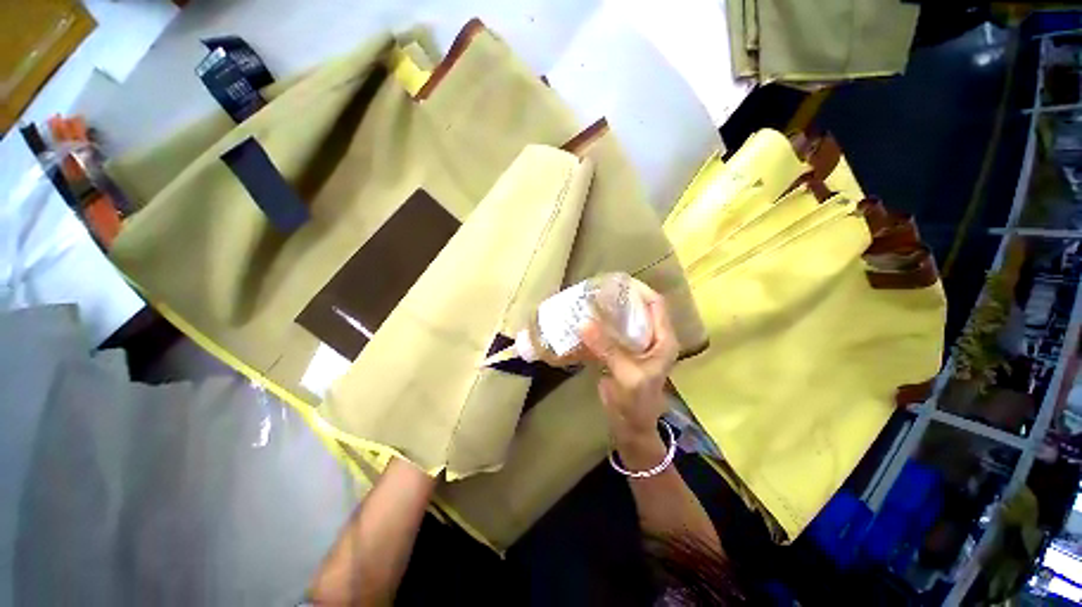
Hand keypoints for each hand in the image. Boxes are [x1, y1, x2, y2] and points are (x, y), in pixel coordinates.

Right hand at [580, 279, 677, 447]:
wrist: (631, 426)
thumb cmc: (638, 402)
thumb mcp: (626, 374)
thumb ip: (608, 348)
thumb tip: (583, 322)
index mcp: (663, 339)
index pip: (656, 304)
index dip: (640, 289)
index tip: (617, 281)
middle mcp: (652, 338)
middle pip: (638, 309)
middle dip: (620, 298)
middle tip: (598, 289)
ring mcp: (636, 346)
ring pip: (624, 320)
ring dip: (608, 312)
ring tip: (589, 301)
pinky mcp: (622, 353)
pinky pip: (612, 333)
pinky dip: (600, 327)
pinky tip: (585, 321)